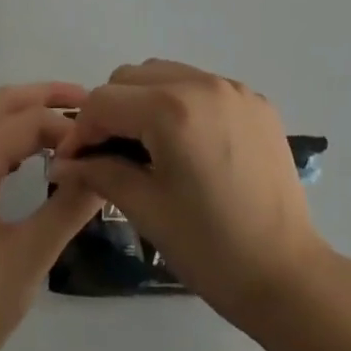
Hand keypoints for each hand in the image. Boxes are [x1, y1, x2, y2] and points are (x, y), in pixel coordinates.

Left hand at [0, 82, 103, 350]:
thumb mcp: (31, 256)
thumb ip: (68, 207)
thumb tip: (105, 170)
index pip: (28, 121)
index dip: (66, 126)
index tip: (101, 143)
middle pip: (1, 102)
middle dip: (43, 94)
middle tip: (86, 101)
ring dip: (19, 104)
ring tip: (58, 114)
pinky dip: (3, 124)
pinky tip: (27, 148)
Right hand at [52, 59, 330, 327]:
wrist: (288, 276)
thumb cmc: (211, 249)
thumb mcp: (147, 209)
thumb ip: (100, 172)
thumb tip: (62, 162)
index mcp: (172, 109)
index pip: (104, 100)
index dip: (81, 130)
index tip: (74, 162)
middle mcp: (202, 83)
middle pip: (133, 77)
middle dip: (112, 111)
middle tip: (109, 155)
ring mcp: (233, 88)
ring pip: (166, 74)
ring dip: (145, 101)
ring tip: (147, 148)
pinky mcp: (255, 100)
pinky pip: (201, 85)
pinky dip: (182, 103)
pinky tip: (187, 145)